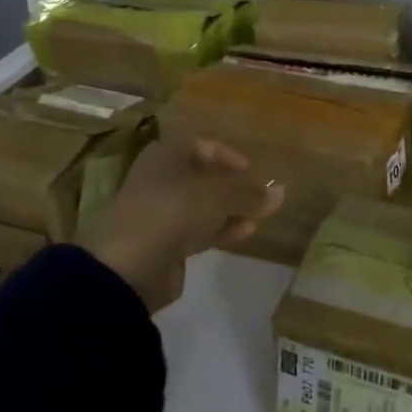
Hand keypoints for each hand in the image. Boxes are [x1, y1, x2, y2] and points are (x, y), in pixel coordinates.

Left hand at [79, 138, 284, 311]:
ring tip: (258, 218)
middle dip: (234, 188)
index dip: (230, 157)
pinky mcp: (162, 242)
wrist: (131, 265)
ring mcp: (159, 211)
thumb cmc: (175, 210)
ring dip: (231, 210)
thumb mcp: (221, 195)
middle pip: (204, 177)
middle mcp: (160, 177)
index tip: (252, 173)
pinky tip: (245, 233)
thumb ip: (252, 193)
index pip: (204, 146)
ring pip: (202, 205)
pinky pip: (197, 229)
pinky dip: (220, 228)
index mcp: (166, 154)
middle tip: (259, 198)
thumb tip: (281, 192)